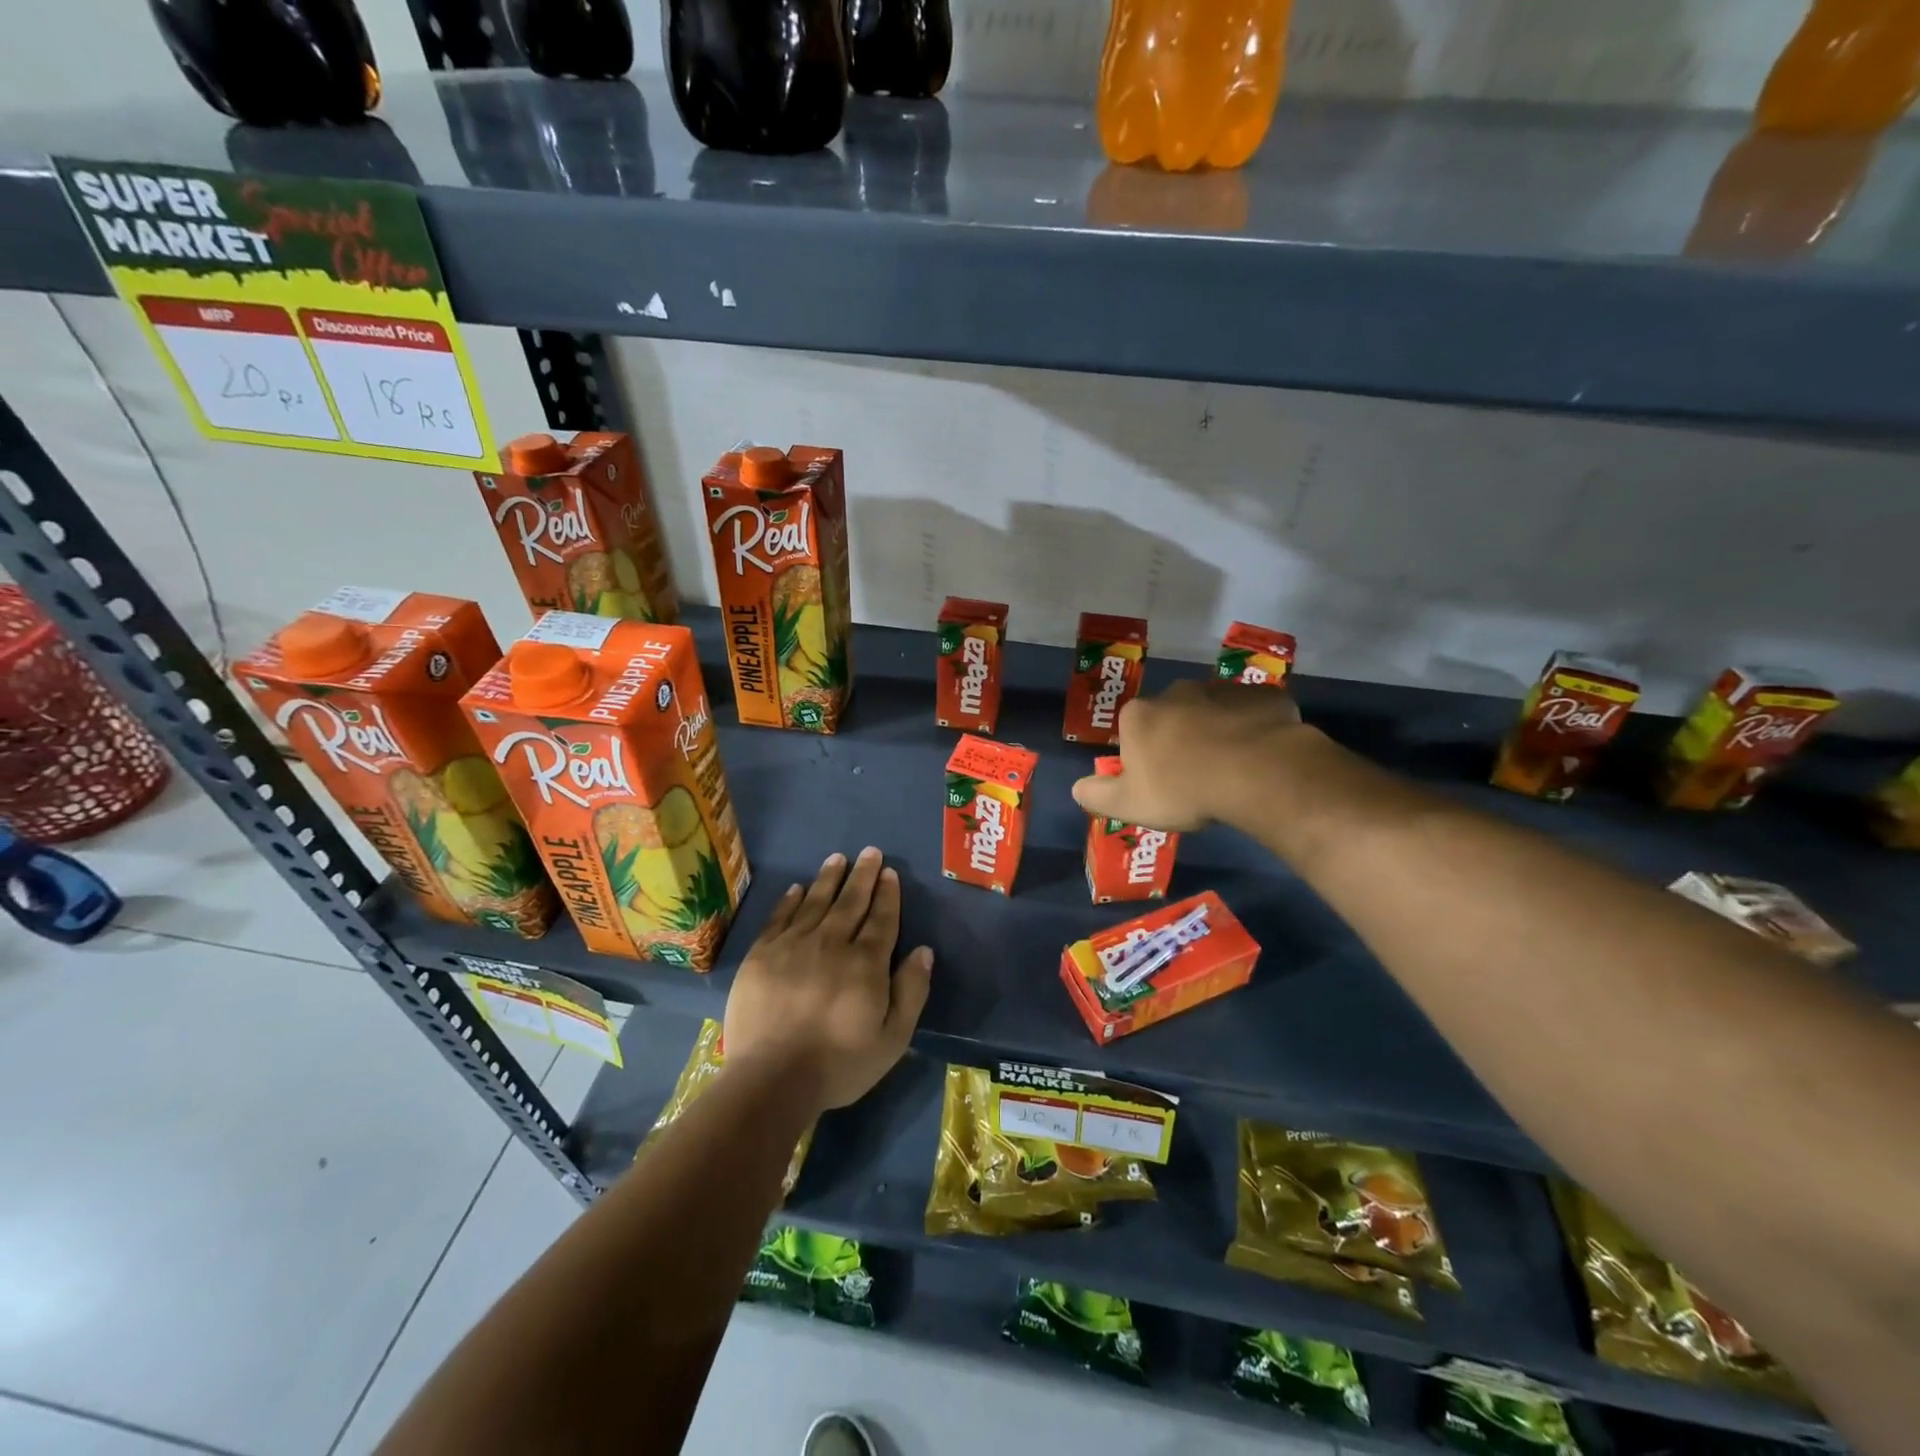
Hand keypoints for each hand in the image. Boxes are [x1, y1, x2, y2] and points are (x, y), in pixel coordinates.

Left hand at [723, 848, 933, 1113]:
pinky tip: (797, 888)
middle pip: (850, 902)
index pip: (881, 919)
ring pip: (815, 902)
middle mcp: (831, 944)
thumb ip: (911, 991)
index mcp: (865, 963)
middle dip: (862, 875)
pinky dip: (790, 900)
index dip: (887, 894)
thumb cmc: (839, 1064)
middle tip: (869, 852)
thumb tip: (923, 951)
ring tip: (837, 858)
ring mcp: (792, 946)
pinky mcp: (761, 955)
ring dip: (828, 879)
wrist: (771, 1079)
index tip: (889, 872)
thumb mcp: (892, 1039)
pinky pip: (779, 917)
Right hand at [1071, 678, 1304, 831]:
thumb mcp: (1129, 804)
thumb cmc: (1182, 789)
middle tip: (1195, 776)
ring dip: (1217, 731)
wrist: (1255, 772)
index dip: (1142, 756)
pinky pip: (1252, 712)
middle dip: (1179, 738)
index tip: (1157, 781)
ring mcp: (1221, 690)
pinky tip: (1261, 755)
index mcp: (1139, 715)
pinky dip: (1253, 728)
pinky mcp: (1262, 695)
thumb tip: (1077, 788)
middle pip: (1172, 715)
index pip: (1131, 730)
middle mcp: (1176, 692)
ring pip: (1213, 711)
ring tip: (1232, 767)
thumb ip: (1097, 795)